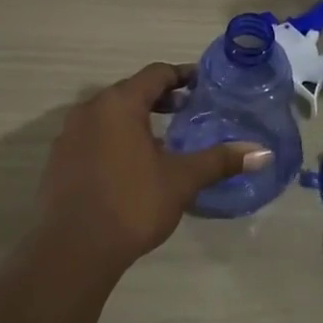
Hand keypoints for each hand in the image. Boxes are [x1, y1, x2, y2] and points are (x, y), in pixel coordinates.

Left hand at [33, 63, 267, 271]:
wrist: (73, 248)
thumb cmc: (131, 204)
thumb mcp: (181, 180)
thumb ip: (219, 160)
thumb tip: (263, 152)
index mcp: (119, 103)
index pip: (155, 74)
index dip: (182, 76)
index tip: (202, 85)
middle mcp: (89, 109)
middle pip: (129, 91)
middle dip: (159, 98)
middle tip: (188, 110)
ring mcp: (68, 134)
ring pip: (108, 115)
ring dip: (135, 119)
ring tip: (162, 140)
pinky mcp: (58, 159)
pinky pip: (92, 136)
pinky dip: (113, 139)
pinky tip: (129, 166)